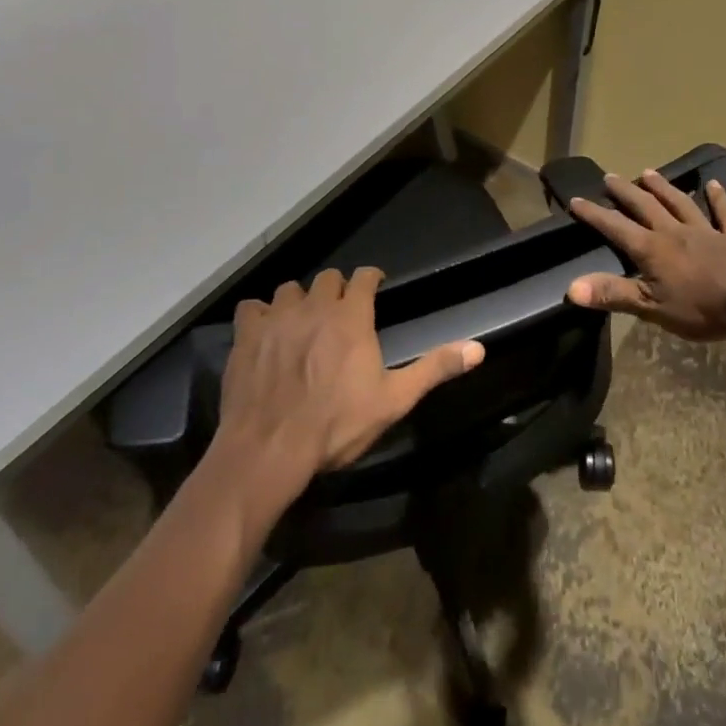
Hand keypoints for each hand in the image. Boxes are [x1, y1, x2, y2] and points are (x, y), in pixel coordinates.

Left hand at [214, 266, 483, 502]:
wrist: (270, 448)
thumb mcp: (393, 401)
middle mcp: (315, 305)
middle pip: (327, 278)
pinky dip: (259, 315)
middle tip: (337, 315)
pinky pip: (252, 307)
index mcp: (351, 316)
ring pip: (290, 289)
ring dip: (298, 301)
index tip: (373, 289)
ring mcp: (278, 316)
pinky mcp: (247, 333)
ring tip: (301, 323)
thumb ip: (434, 369)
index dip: (370, 279)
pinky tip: (264, 332)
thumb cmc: (336, 425)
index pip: (364, 276)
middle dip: (336, 290)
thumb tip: (478, 348)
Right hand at [567, 170, 725, 340]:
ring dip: (662, 187)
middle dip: (625, 192)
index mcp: (652, 249)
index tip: (575, 199)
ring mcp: (705, 231)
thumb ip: (613, 294)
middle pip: (645, 206)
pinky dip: (718, 198)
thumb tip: (571, 288)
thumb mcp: (652, 307)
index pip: (616, 227)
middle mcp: (674, 232)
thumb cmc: (703, 307)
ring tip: (648, 171)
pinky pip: (723, 214)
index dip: (594, 215)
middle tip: (610, 176)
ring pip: (679, 203)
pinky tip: (714, 184)